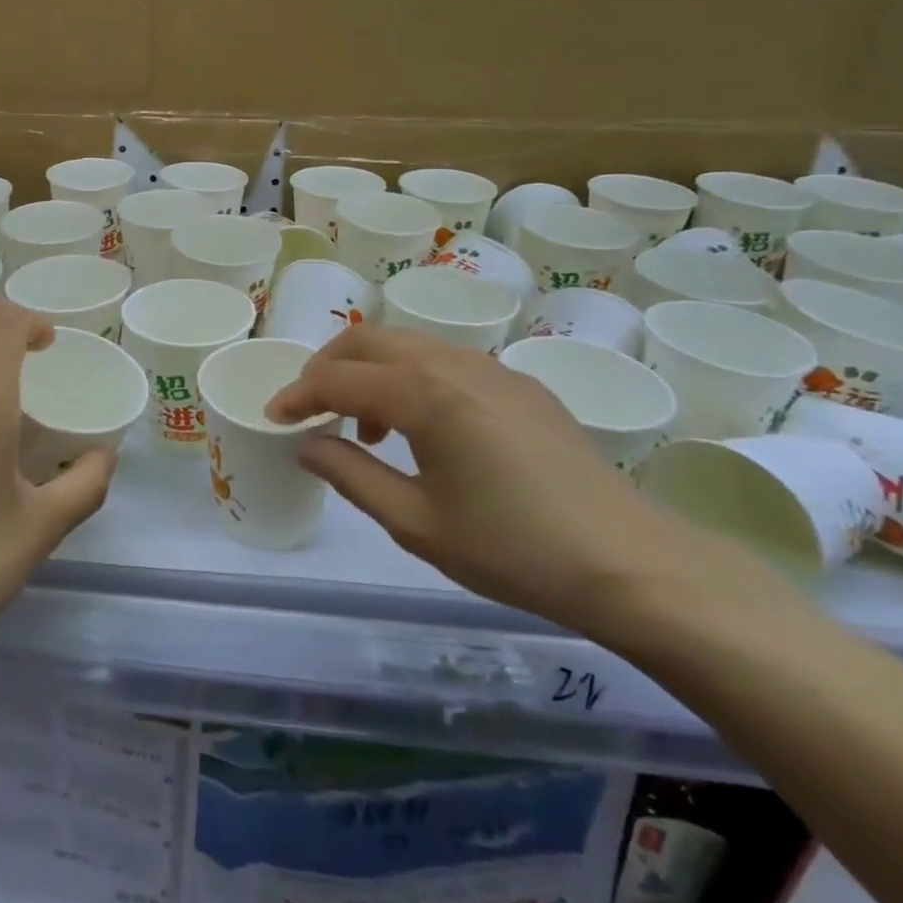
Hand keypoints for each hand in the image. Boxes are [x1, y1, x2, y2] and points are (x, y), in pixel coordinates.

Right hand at [265, 325, 688, 634]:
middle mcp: (453, 363)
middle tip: (310, 408)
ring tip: (367, 427)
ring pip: (408, 345)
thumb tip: (308, 446)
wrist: (628, 562)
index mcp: (424, 393)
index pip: (338, 378)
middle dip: (328, 366)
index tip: (274, 417)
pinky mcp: (518, 384)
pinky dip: (412, 378)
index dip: (298, 395)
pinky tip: (424, 427)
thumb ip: (351, 475)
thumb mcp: (415, 523)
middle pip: (369, 340)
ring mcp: (491, 368)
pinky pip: (446, 361)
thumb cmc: (511, 547)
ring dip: (371, 371)